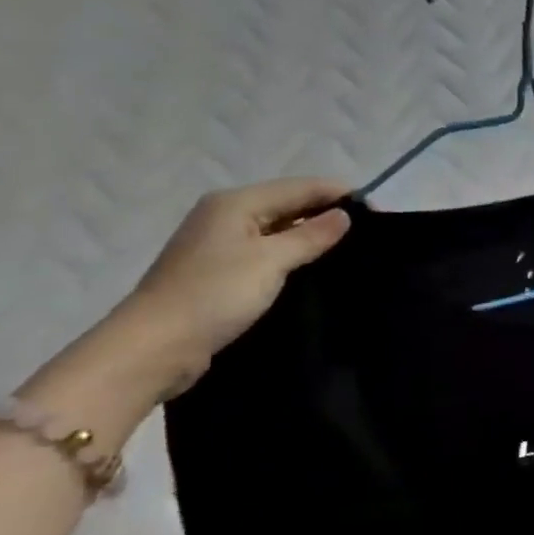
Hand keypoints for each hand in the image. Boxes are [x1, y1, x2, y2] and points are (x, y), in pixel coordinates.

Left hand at [109, 179, 352, 390]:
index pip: (300, 187)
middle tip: (369, 235)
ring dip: (311, 236)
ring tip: (349, 251)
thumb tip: (344, 215)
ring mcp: (220, 244)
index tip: (378, 213)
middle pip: (288, 205)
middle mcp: (226, 216)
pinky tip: (314, 270)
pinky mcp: (220, 272)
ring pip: (278, 230)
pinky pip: (267, 252)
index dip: (339, 195)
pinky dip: (292, 255)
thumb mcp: (270, 261)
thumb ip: (311, 236)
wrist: (155, 347)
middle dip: (327, 214)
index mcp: (236, 203)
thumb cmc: (214, 295)